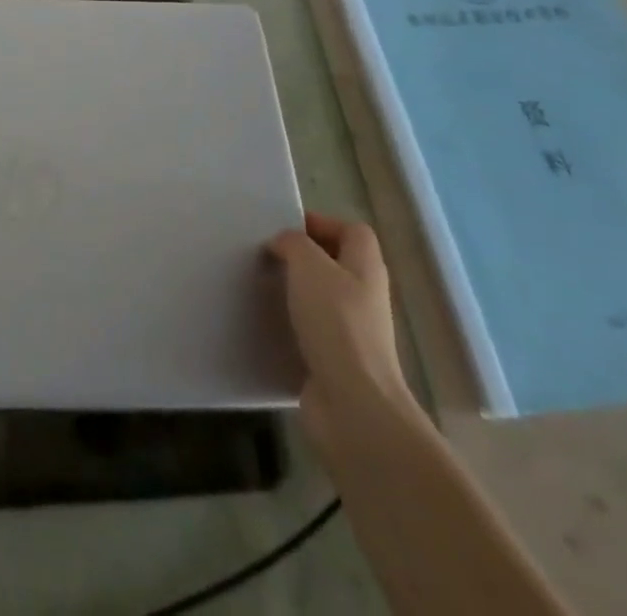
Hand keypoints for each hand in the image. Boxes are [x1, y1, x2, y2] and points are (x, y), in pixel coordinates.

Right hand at [267, 212, 419, 450]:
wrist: (353, 403)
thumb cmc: (335, 323)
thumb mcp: (308, 265)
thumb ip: (293, 244)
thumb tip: (283, 245)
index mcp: (365, 268)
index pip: (352, 231)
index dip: (322, 223)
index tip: (285, 229)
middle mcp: (364, 296)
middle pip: (335, 263)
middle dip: (301, 258)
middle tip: (267, 256)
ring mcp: (353, 332)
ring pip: (320, 298)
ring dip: (293, 291)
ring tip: (261, 287)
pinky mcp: (336, 361)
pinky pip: (310, 331)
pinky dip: (289, 325)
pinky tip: (265, 324)